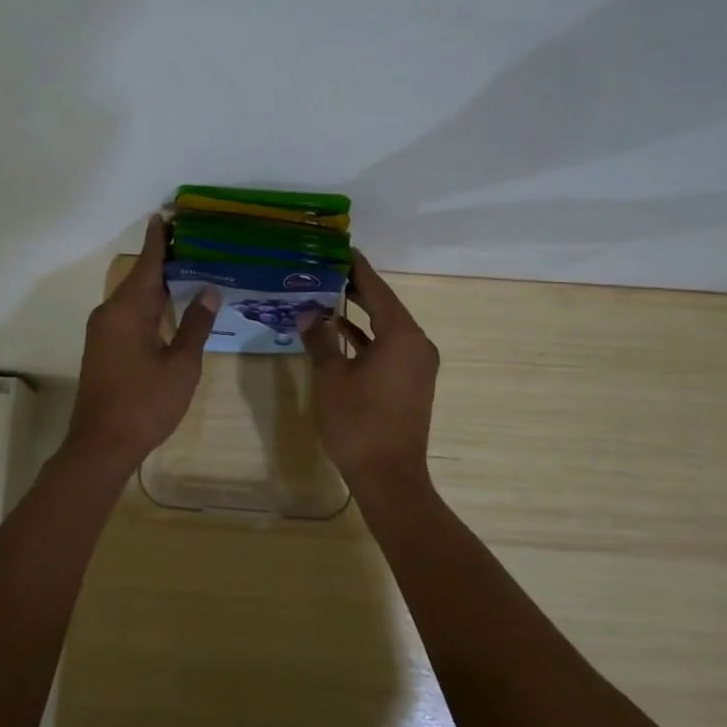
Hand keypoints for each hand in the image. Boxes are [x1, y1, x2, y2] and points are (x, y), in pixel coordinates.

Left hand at [65, 215, 218, 472]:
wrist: (101, 444)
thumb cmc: (145, 404)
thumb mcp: (181, 365)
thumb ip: (195, 325)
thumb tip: (208, 290)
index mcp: (127, 310)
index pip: (147, 265)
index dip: (159, 241)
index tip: (165, 216)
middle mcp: (109, 313)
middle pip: (139, 278)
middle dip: (163, 260)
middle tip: (192, 242)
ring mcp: (102, 331)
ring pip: (132, 297)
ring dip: (156, 284)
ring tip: (186, 269)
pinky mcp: (102, 347)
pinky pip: (127, 313)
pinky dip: (148, 303)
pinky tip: (168, 306)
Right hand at [297, 251, 439, 502]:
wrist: (389, 477)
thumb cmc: (358, 422)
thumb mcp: (331, 377)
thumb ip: (320, 339)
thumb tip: (308, 313)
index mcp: (401, 335)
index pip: (377, 289)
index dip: (357, 268)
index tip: (339, 249)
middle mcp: (417, 344)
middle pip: (384, 306)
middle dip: (356, 289)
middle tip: (325, 270)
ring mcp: (417, 365)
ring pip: (387, 328)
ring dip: (360, 315)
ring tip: (327, 296)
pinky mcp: (411, 383)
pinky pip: (389, 348)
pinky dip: (367, 339)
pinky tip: (340, 334)